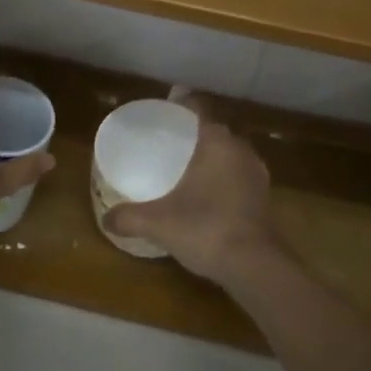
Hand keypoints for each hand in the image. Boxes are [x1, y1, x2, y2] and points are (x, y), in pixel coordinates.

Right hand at [100, 103, 278, 284]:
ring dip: (212, 155)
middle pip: (215, 130)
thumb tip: (106, 219)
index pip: (199, 108)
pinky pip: (239, 174)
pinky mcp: (264, 196)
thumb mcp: (159, 223)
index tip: (166, 106)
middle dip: (195, 131)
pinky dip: (224, 177)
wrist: (257, 267)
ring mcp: (256, 173)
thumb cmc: (206, 229)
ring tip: (188, 165)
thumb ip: (130, 217)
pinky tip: (209, 193)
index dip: (182, 103)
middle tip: (170, 139)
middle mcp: (240, 149)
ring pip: (230, 153)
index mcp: (217, 142)